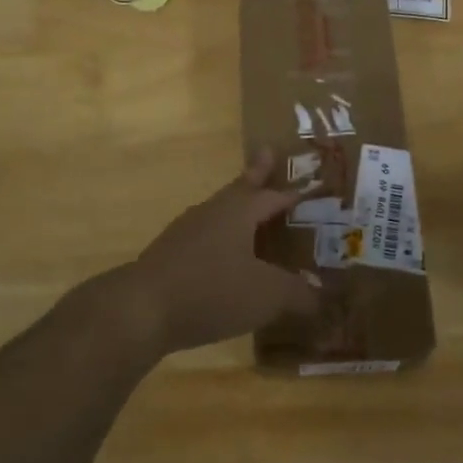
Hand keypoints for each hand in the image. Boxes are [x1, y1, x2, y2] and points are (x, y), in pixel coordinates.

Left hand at [109, 150, 321, 358]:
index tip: (306, 181)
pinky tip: (224, 259)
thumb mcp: (266, 295)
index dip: (293, 192)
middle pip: (240, 189)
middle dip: (256, 174)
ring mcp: (186, 232)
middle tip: (267, 154)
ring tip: (250, 214)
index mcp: (238, 211)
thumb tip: (320, 297)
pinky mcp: (170, 256)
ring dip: (237, 210)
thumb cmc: (212, 290)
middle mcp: (212, 212)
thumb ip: (297, 294)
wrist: (142, 309)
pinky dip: (221, 240)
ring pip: (219, 213)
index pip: (273, 194)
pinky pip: (204, 238)